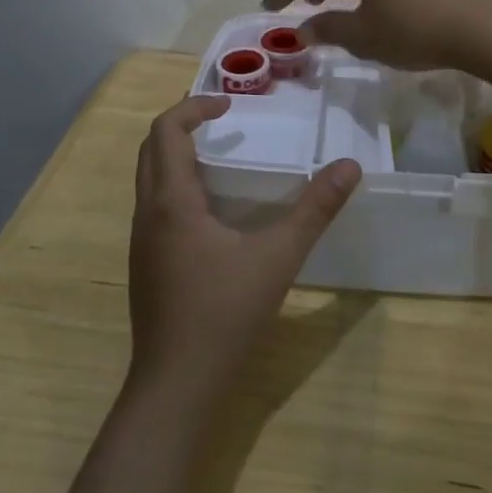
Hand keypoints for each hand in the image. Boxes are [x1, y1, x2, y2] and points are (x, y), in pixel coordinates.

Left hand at [128, 96, 361, 398]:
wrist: (176, 386)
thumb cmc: (224, 314)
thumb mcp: (278, 257)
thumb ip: (315, 210)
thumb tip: (350, 167)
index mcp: (171, 202)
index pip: (165, 131)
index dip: (193, 108)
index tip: (229, 106)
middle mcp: (147, 214)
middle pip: (151, 150)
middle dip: (181, 126)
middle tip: (222, 122)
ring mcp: (141, 243)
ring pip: (149, 180)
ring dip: (176, 156)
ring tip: (220, 158)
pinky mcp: (146, 265)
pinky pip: (154, 206)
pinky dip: (177, 186)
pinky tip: (212, 212)